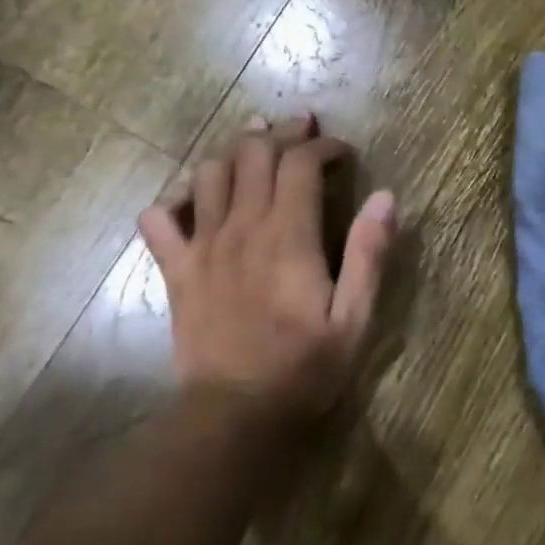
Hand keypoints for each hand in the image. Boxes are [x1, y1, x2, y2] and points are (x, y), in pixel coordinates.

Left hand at [137, 116, 395, 423]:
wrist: (235, 414)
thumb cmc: (304, 368)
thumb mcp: (354, 318)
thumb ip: (369, 255)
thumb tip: (386, 198)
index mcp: (287, 235)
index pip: (300, 163)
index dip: (322, 145)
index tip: (342, 152)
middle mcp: (241, 228)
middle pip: (253, 153)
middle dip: (281, 132)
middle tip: (302, 130)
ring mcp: (202, 246)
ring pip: (208, 172)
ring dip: (233, 150)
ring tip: (254, 147)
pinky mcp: (176, 269)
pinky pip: (159, 218)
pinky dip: (175, 198)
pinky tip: (195, 200)